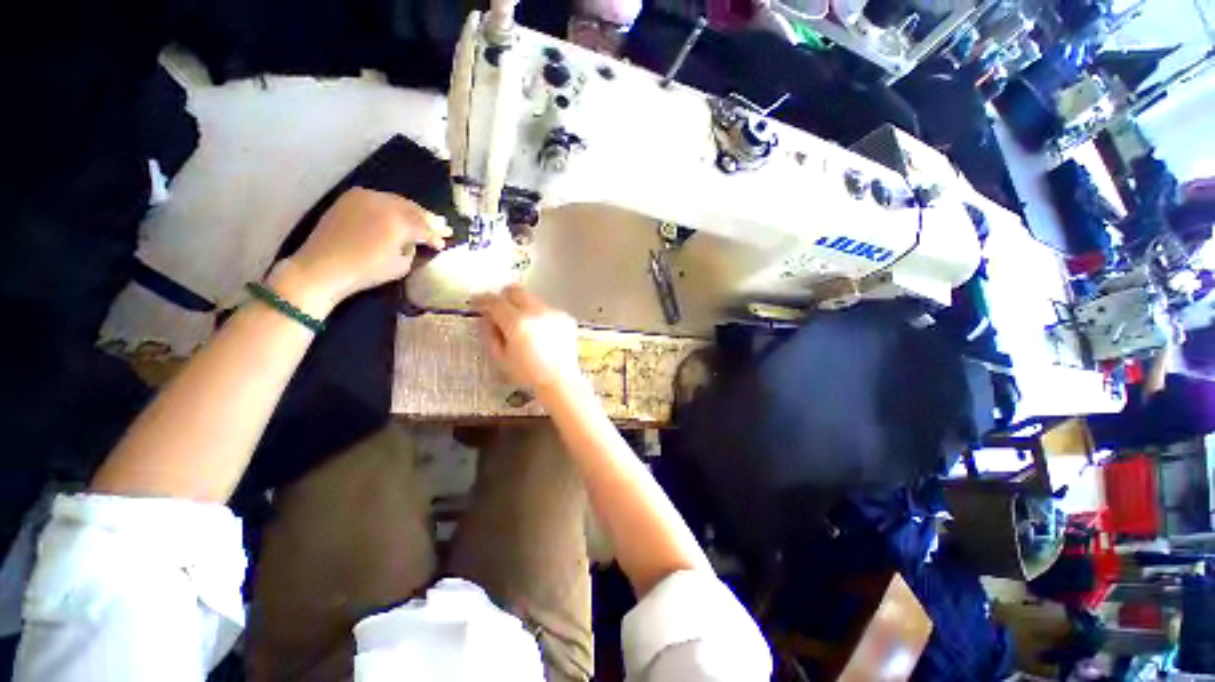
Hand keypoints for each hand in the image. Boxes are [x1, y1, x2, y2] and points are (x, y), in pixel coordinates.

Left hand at [284, 188, 450, 311]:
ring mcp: (365, 197)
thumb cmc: (365, 271)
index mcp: (398, 222)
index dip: (436, 237)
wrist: (322, 267)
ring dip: (413, 211)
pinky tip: (401, 213)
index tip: (444, 244)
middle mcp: (384, 203)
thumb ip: (412, 249)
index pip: (424, 227)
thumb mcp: (400, 266)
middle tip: (443, 226)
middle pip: (413, 209)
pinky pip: (381, 198)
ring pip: (398, 201)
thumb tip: (414, 241)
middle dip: (429, 219)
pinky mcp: (351, 198)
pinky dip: (394, 206)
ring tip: (425, 218)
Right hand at [473, 285, 581, 390]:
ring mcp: (553, 313)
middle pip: (515, 290)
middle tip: (499, 311)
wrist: (560, 379)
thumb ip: (488, 333)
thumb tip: (485, 317)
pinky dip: (539, 316)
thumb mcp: (500, 357)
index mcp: (518, 323)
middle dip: (504, 298)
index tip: (478, 304)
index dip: (483, 300)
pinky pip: (546, 309)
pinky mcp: (565, 317)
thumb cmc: (528, 373)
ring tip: (523, 328)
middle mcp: (537, 312)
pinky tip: (540, 333)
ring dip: (522, 307)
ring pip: (532, 299)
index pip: (495, 301)